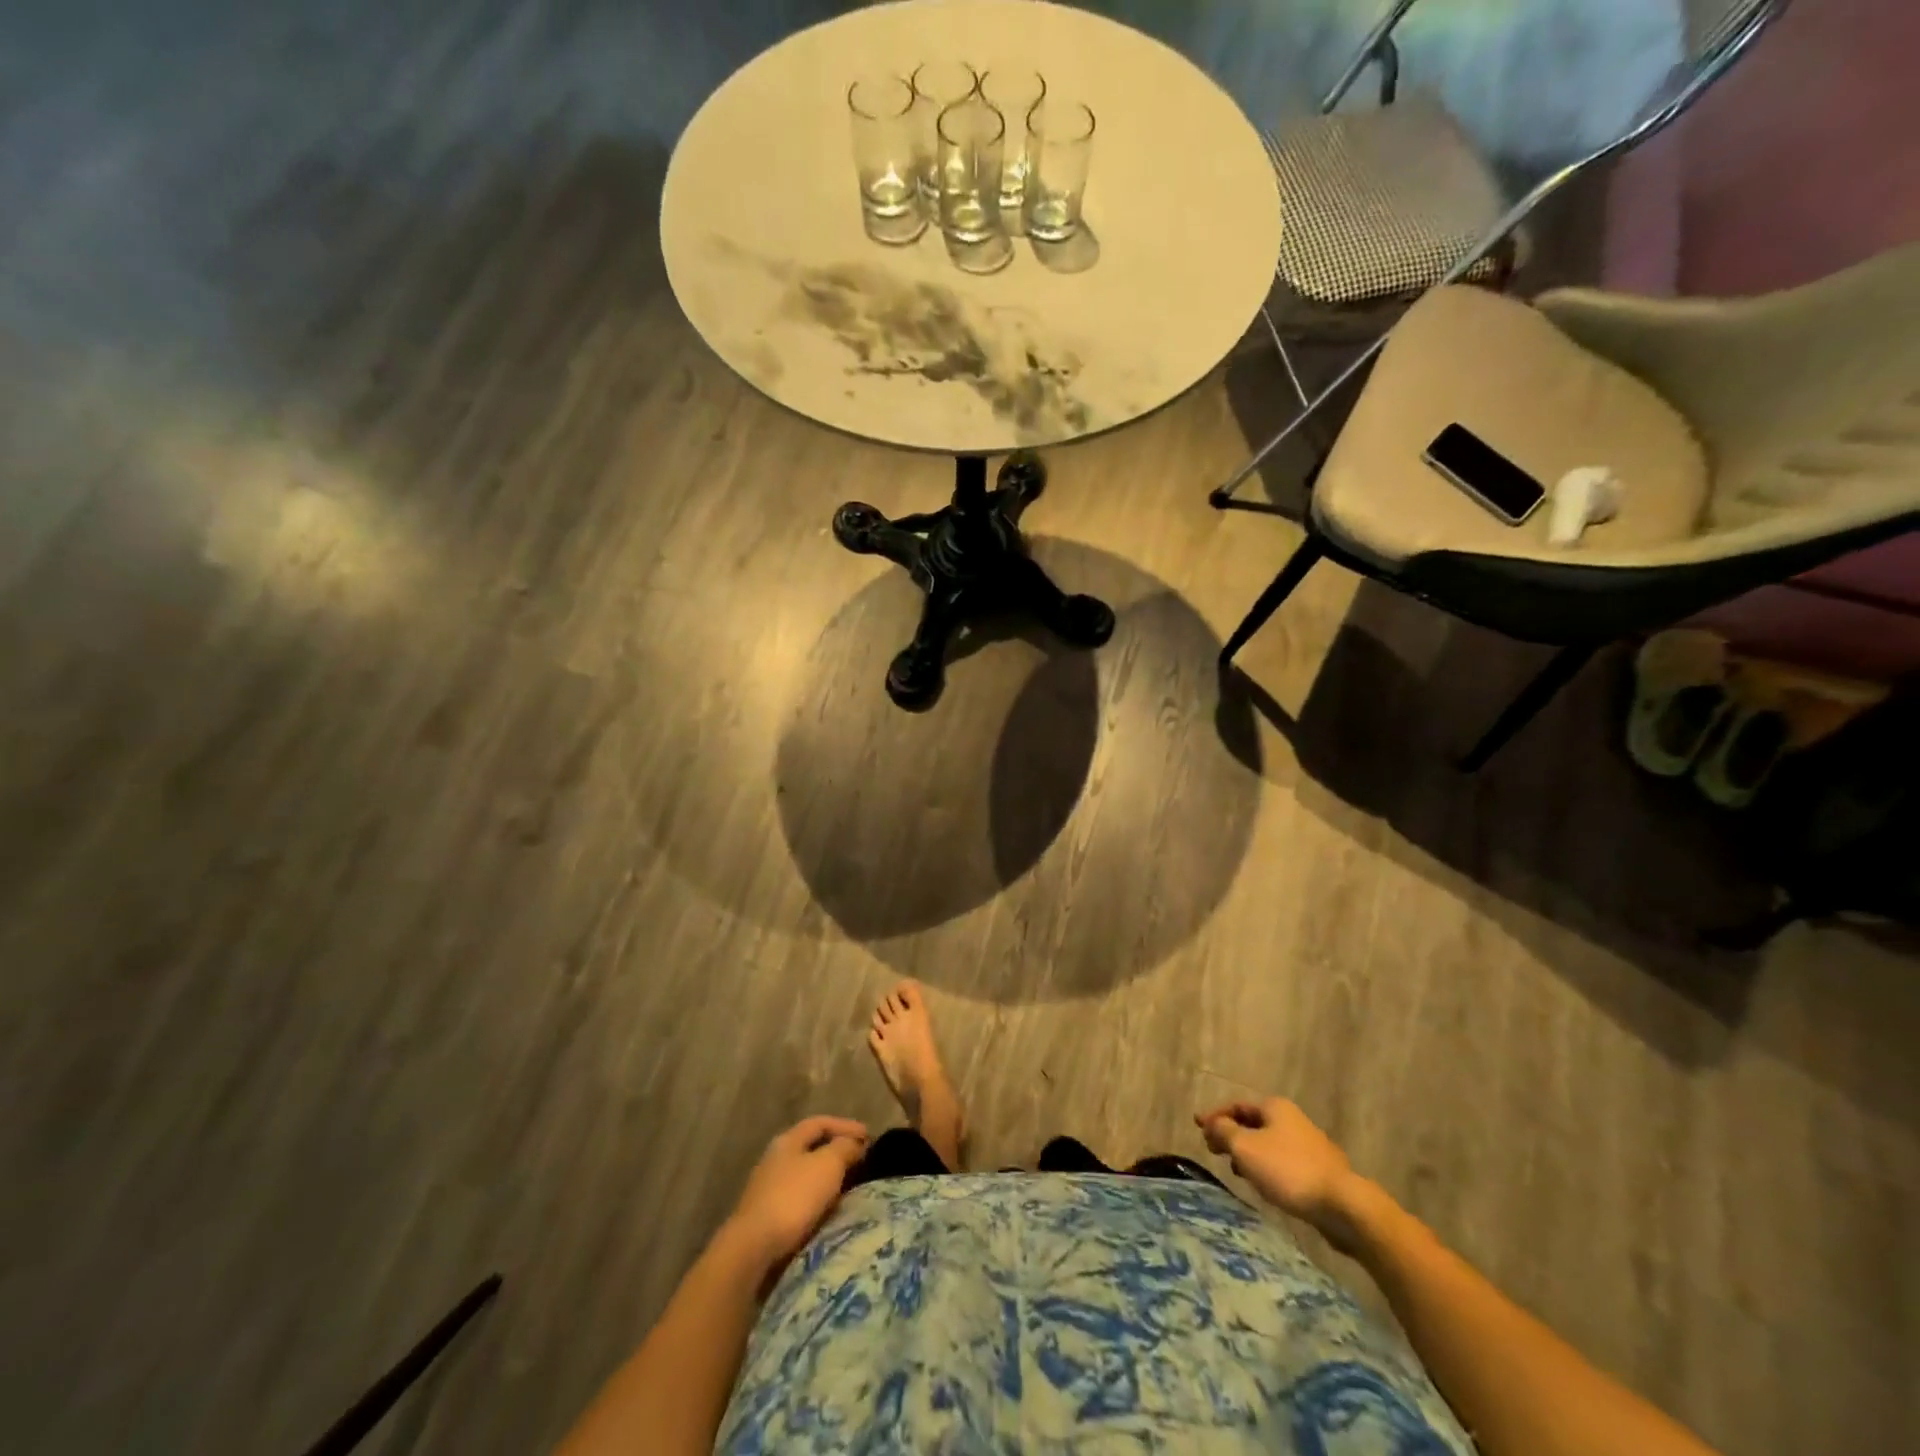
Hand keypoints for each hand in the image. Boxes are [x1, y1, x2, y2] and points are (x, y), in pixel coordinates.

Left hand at [725, 1116, 869, 1270]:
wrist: (753, 1248)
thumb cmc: (794, 1197)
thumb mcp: (828, 1165)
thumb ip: (844, 1148)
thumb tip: (854, 1143)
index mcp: (788, 1140)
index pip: (820, 1122)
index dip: (846, 1125)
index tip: (870, 1136)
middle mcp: (775, 1159)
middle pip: (811, 1147)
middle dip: (837, 1151)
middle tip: (861, 1160)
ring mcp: (767, 1188)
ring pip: (805, 1174)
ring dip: (827, 1177)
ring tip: (850, 1186)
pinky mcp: (766, 1216)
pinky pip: (799, 1198)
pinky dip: (817, 1198)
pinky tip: (828, 1210)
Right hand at [1196, 1098, 1360, 1244]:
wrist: (1343, 1205)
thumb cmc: (1288, 1170)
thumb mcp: (1246, 1148)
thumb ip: (1224, 1132)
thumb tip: (1212, 1123)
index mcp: (1274, 1107)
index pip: (1236, 1105)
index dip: (1214, 1116)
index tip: (1197, 1127)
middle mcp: (1292, 1119)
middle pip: (1252, 1123)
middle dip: (1231, 1135)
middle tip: (1213, 1149)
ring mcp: (1308, 1145)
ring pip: (1268, 1144)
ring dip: (1248, 1153)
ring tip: (1236, 1171)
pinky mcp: (1319, 1170)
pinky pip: (1283, 1162)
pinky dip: (1266, 1167)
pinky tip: (1264, 1185)